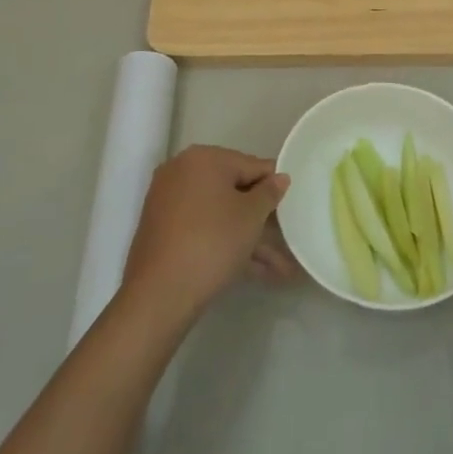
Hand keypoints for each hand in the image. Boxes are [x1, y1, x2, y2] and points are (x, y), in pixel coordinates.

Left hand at [122, 145, 288, 324]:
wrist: (159, 294)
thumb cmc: (212, 241)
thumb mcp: (251, 216)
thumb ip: (270, 192)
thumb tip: (279, 177)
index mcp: (203, 159)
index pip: (251, 165)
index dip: (275, 186)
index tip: (293, 205)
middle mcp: (182, 173)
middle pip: (234, 191)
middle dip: (263, 220)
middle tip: (288, 238)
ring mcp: (170, 203)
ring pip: (220, 216)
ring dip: (250, 239)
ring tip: (282, 269)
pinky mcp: (164, 232)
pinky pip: (204, 230)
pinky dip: (227, 245)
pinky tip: (257, 272)